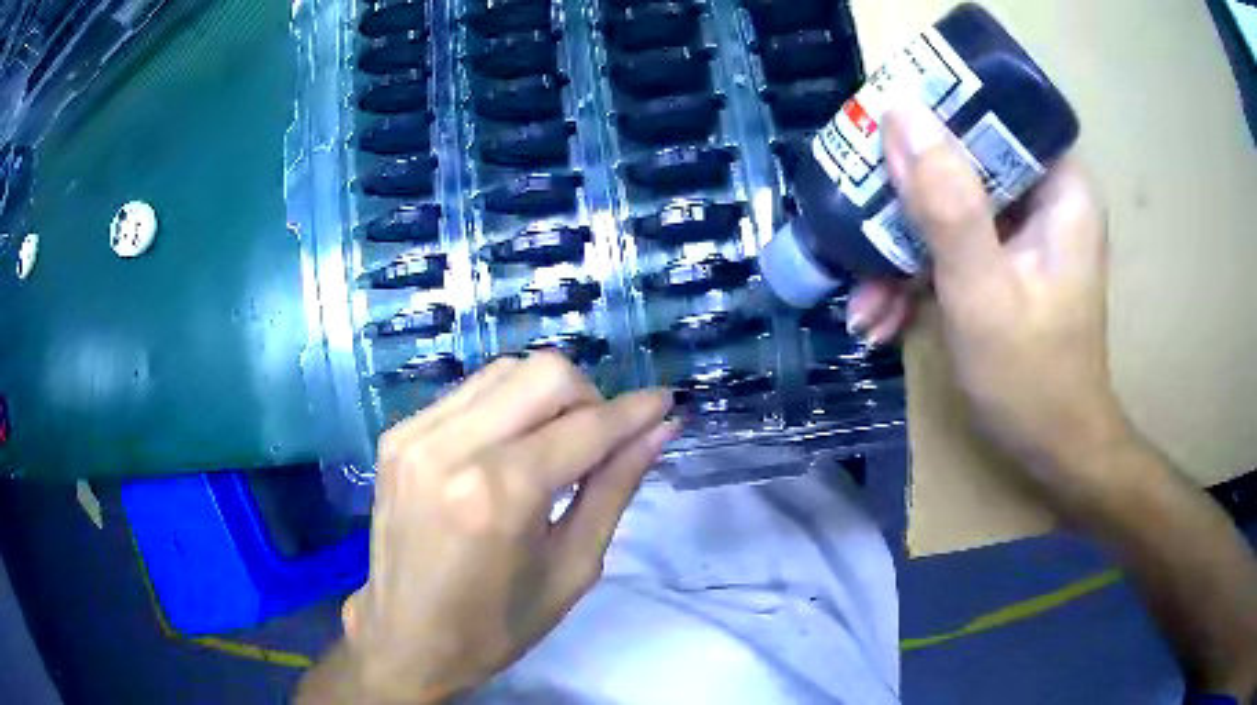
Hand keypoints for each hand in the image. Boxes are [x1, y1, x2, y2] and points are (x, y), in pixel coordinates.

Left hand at [341, 354, 676, 702]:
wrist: (405, 639)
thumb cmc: (496, 625)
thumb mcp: (572, 568)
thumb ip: (615, 489)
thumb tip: (659, 430)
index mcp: (500, 494)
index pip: (586, 426)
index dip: (635, 411)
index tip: (665, 404)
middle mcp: (452, 448)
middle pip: (545, 372)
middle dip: (589, 396)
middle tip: (600, 441)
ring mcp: (415, 435)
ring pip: (506, 370)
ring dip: (547, 397)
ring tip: (555, 445)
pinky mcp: (396, 435)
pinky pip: (469, 392)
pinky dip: (505, 407)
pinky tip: (509, 449)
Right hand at [849, 103, 1126, 475]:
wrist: (1053, 450)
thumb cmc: (1031, 378)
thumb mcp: (982, 291)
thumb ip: (947, 202)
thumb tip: (900, 112)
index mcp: (1060, 186)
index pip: (995, 112)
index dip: (936, 111)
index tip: (881, 133)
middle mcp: (1045, 196)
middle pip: (964, 158)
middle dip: (906, 198)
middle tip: (857, 223)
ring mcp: (1025, 230)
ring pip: (951, 204)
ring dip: (902, 249)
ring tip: (864, 301)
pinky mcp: (1006, 259)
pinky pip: (955, 243)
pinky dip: (919, 275)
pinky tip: (883, 317)